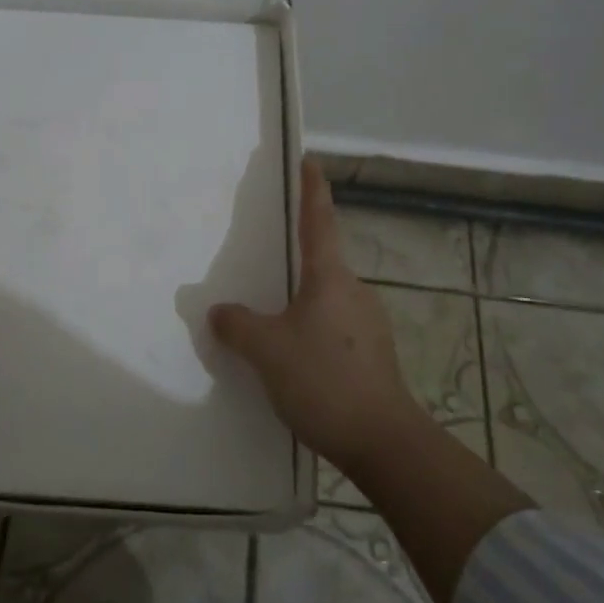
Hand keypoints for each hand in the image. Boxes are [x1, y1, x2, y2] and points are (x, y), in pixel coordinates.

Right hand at [209, 160, 421, 477]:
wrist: (383, 441)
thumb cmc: (324, 380)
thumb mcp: (267, 350)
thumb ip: (238, 325)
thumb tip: (220, 312)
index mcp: (330, 278)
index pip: (319, 221)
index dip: (312, 189)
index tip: (310, 161)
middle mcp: (354, 292)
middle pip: (322, 261)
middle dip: (297, 256)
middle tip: (266, 257)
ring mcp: (368, 324)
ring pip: (326, 298)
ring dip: (301, 300)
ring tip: (270, 318)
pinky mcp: (372, 354)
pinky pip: (333, 327)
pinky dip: (310, 328)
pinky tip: (292, 355)